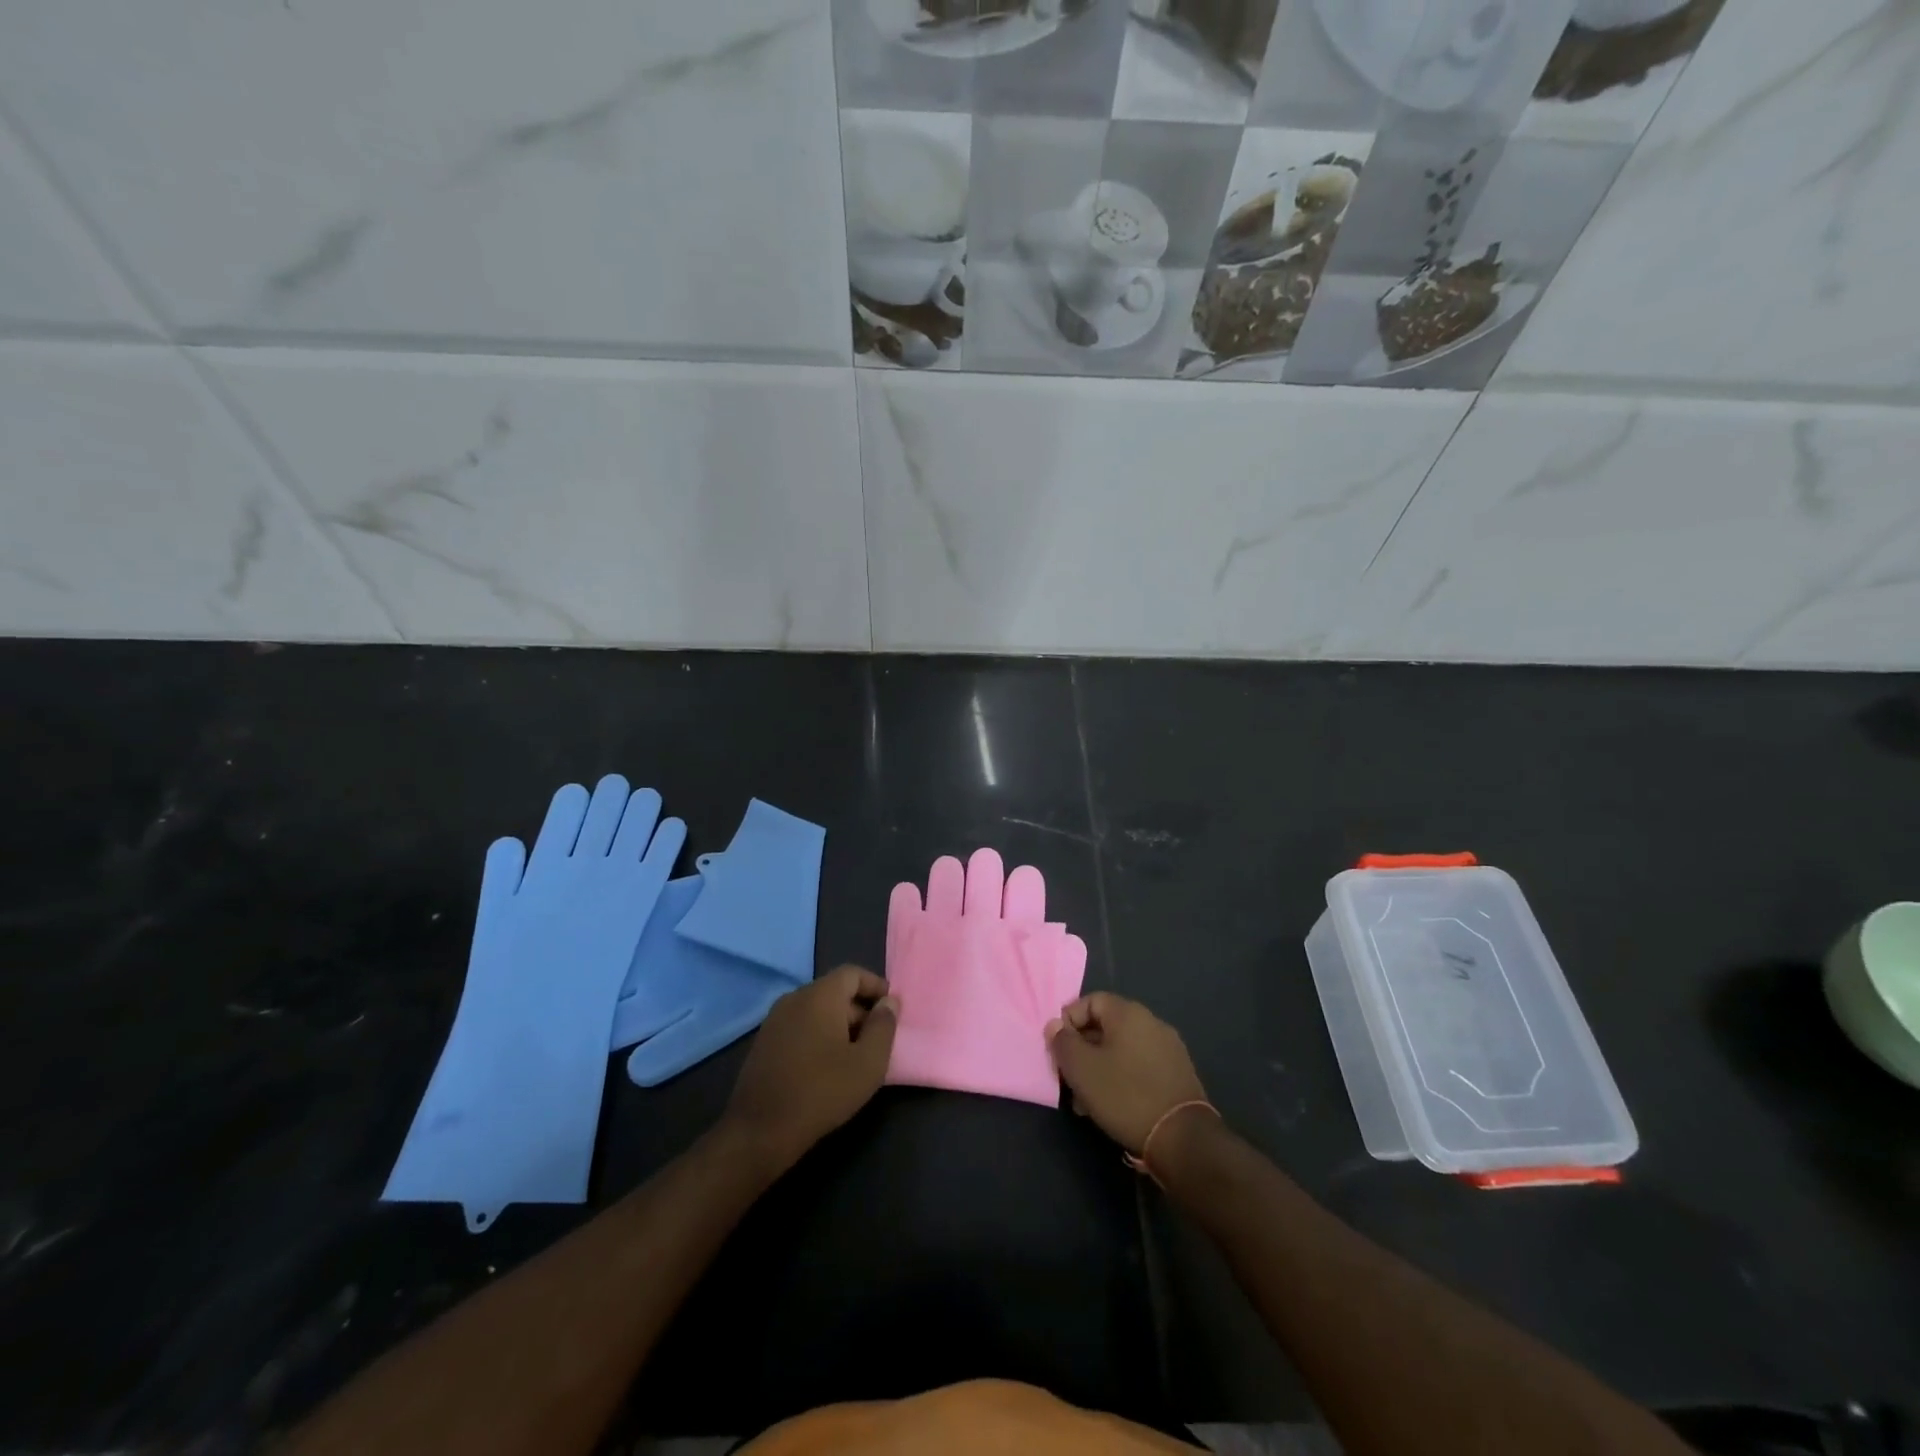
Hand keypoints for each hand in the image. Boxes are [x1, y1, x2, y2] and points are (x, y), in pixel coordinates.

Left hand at [722, 965, 898, 1174]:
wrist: (760, 1130)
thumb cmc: (822, 1091)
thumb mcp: (868, 1063)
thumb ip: (883, 1026)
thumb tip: (889, 1002)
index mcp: (820, 995)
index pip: (852, 973)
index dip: (875, 986)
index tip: (892, 1008)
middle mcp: (794, 998)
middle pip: (834, 992)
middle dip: (859, 1010)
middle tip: (877, 1040)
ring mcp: (774, 1020)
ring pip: (816, 1010)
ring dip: (839, 1025)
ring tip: (855, 1056)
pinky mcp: (764, 1042)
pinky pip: (799, 1026)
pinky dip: (818, 1036)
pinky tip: (826, 1067)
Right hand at [1046, 993, 1207, 1154]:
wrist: (1183, 1138)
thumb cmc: (1125, 1095)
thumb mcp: (1082, 1069)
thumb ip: (1062, 1042)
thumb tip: (1055, 1025)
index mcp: (1128, 1013)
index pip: (1090, 1000)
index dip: (1069, 1021)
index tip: (1059, 1050)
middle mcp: (1151, 1022)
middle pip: (1105, 1026)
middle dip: (1083, 1050)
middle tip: (1070, 1079)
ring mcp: (1168, 1048)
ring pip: (1121, 1049)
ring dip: (1100, 1067)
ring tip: (1087, 1100)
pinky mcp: (1178, 1073)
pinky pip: (1140, 1065)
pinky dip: (1122, 1077)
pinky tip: (1114, 1105)